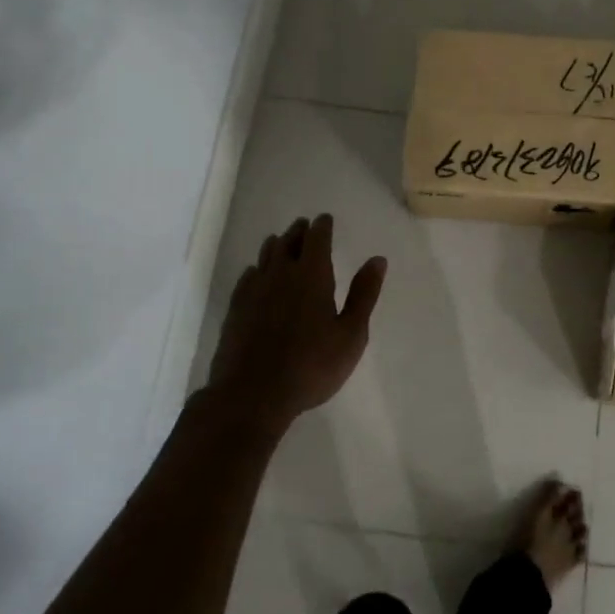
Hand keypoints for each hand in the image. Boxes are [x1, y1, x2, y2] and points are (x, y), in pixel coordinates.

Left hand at [203, 214, 386, 434]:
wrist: (252, 394)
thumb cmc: (311, 365)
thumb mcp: (350, 334)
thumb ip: (364, 294)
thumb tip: (378, 259)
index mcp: (312, 275)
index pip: (317, 238)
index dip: (322, 226)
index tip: (325, 219)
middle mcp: (281, 274)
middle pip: (289, 241)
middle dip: (300, 231)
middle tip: (305, 226)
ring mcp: (254, 290)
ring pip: (266, 256)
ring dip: (277, 245)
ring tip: (282, 243)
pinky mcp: (236, 308)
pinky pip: (248, 276)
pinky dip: (257, 268)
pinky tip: (257, 275)